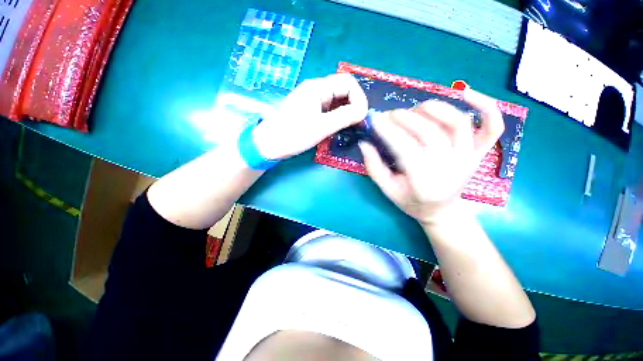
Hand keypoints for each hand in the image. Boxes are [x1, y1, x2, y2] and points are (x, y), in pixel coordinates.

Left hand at [252, 73, 368, 159]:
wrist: (269, 144)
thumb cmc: (293, 134)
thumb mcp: (322, 126)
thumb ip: (345, 116)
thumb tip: (364, 111)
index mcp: (318, 87)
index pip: (348, 82)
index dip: (359, 97)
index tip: (362, 116)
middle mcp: (316, 89)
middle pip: (343, 90)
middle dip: (354, 104)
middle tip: (358, 123)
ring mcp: (312, 100)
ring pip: (337, 100)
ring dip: (346, 111)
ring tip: (350, 126)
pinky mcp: (309, 110)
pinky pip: (329, 109)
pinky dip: (337, 116)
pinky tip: (338, 126)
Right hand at [359, 89, 504, 225]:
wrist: (442, 211)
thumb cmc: (411, 201)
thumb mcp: (387, 190)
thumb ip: (374, 168)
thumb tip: (364, 143)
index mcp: (424, 183)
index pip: (406, 149)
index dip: (389, 131)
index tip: (375, 119)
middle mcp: (450, 169)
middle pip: (429, 133)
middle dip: (404, 118)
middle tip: (388, 115)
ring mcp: (469, 159)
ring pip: (456, 123)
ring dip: (433, 109)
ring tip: (413, 109)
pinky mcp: (480, 153)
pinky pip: (492, 126)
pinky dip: (485, 105)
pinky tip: (466, 92)